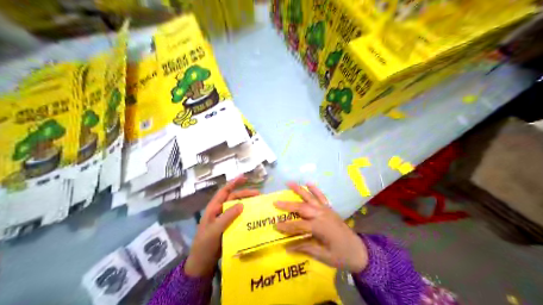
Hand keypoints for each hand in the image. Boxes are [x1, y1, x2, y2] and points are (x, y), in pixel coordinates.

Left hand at [183, 175, 258, 277]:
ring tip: (259, 204)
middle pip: (233, 198)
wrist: (202, 263)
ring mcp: (224, 220)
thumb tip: (241, 204)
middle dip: (245, 194)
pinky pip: (239, 218)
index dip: (233, 183)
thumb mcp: (215, 230)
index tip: (244, 177)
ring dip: (247, 204)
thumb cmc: (205, 245)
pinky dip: (246, 215)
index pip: (224, 192)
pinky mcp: (229, 228)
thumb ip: (227, 217)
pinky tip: (255, 217)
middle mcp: (219, 211)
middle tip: (258, 194)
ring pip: (237, 208)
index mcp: (213, 208)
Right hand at [274, 182, 366, 272]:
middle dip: (288, 205)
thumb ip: (306, 248)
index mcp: (320, 228)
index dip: (287, 226)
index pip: (299, 225)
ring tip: (289, 183)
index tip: (275, 226)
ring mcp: (327, 211)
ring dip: (299, 190)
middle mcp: (322, 216)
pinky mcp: (331, 210)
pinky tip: (309, 183)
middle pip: (303, 208)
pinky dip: (315, 190)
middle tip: (276, 202)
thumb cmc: (341, 256)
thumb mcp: (323, 256)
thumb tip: (287, 247)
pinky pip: (322, 197)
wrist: (360, 252)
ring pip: (310, 198)